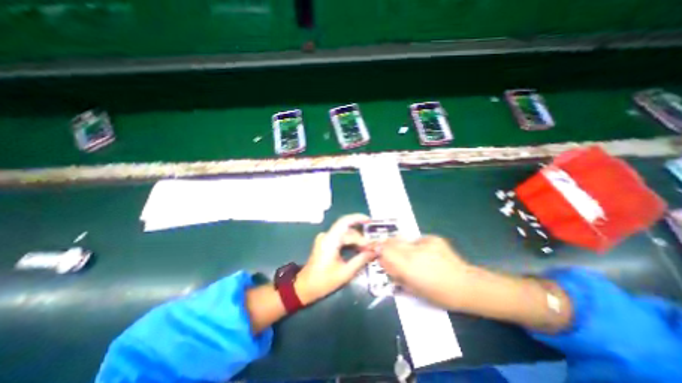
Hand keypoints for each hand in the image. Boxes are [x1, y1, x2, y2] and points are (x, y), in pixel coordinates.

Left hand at [296, 214, 374, 303]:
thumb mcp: (345, 273)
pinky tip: (359, 250)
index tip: (371, 222)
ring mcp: (326, 239)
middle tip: (373, 248)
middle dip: (361, 238)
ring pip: (345, 234)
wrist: (305, 287)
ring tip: (368, 250)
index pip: (345, 222)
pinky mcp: (326, 243)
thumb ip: (361, 260)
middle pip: (348, 230)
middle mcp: (327, 236)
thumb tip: (375, 251)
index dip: (358, 218)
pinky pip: (341, 239)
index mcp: (330, 240)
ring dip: (357, 241)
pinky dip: (351, 243)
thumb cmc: (324, 281)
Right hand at [381, 235, 472, 306]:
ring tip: (408, 255)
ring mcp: (423, 242)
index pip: (384, 250)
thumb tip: (383, 260)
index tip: (375, 251)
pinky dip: (414, 246)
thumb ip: (394, 272)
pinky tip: (424, 254)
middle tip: (388, 253)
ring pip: (402, 239)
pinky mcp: (432, 238)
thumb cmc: (438, 294)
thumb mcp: (411, 288)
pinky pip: (416, 240)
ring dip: (399, 245)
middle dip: (386, 246)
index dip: (377, 249)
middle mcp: (413, 251)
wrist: (465, 285)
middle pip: (390, 241)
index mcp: (407, 266)